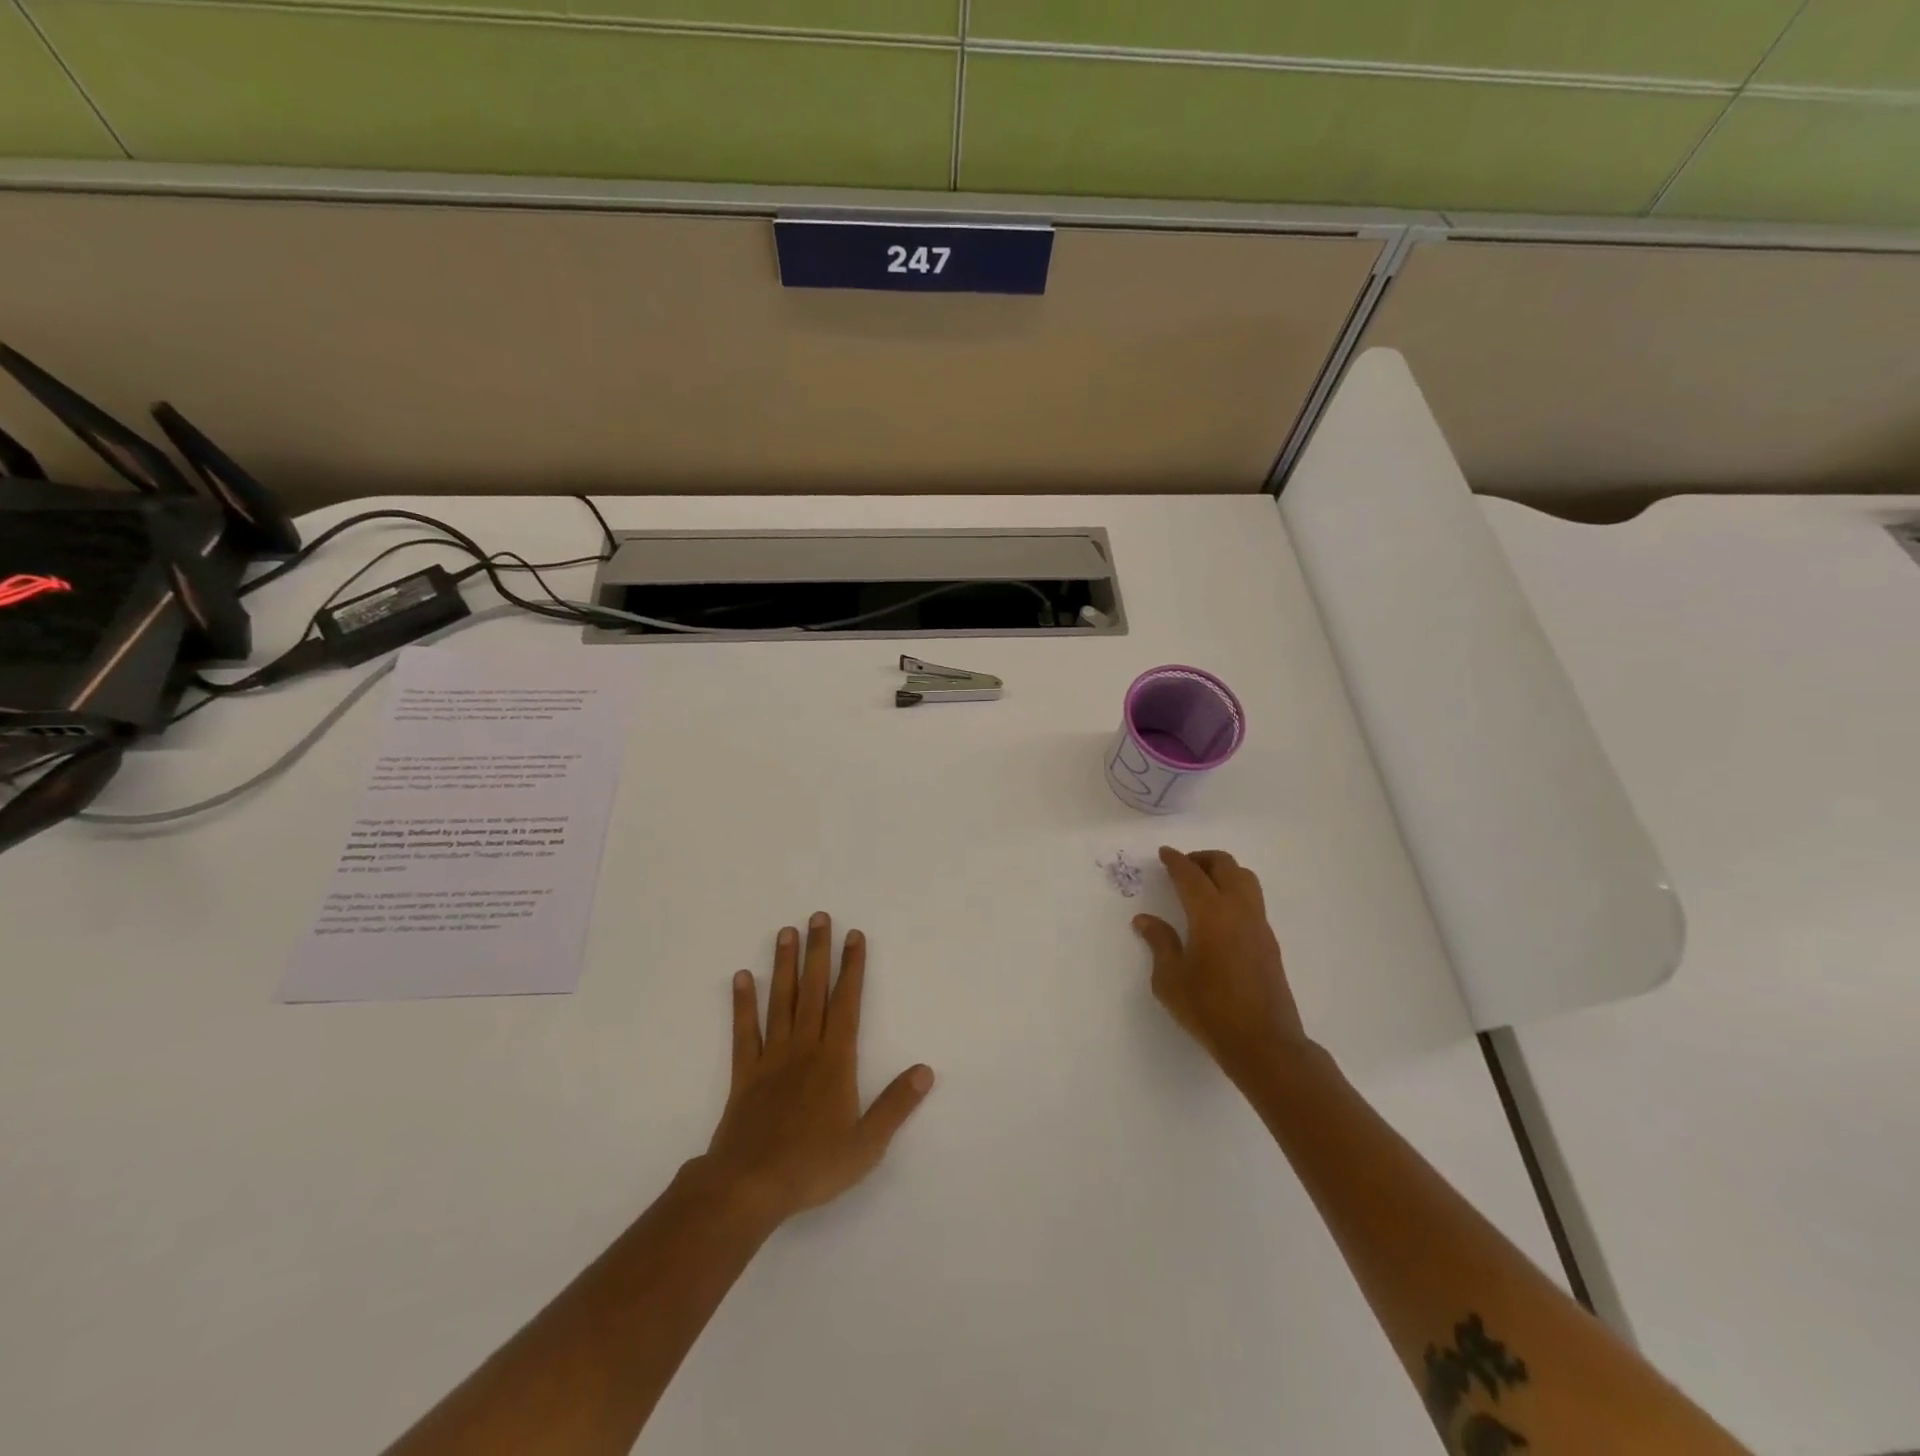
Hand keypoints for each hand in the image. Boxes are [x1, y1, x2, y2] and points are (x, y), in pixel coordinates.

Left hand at [701, 913, 933, 1227]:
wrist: (749, 1186)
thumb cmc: (813, 1165)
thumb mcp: (866, 1144)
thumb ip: (896, 1105)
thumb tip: (926, 1070)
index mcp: (835, 1060)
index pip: (848, 1003)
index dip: (853, 967)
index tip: (855, 935)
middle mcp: (804, 1048)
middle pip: (813, 991)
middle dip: (819, 952)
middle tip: (819, 916)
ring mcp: (771, 1058)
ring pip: (780, 1001)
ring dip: (785, 966)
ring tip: (785, 932)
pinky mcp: (744, 1074)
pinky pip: (744, 1031)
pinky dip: (743, 1003)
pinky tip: (742, 977)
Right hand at [1132, 848, 1311, 1083]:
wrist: (1264, 1043)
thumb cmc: (1209, 1009)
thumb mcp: (1170, 979)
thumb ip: (1159, 943)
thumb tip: (1145, 920)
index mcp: (1210, 914)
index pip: (1191, 875)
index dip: (1176, 861)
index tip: (1164, 853)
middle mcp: (1239, 910)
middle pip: (1226, 866)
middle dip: (1202, 859)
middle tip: (1182, 867)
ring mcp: (1259, 926)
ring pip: (1246, 880)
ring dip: (1223, 872)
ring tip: (1202, 886)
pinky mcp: (1270, 943)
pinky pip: (1253, 901)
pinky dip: (1234, 892)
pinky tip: (1218, 915)